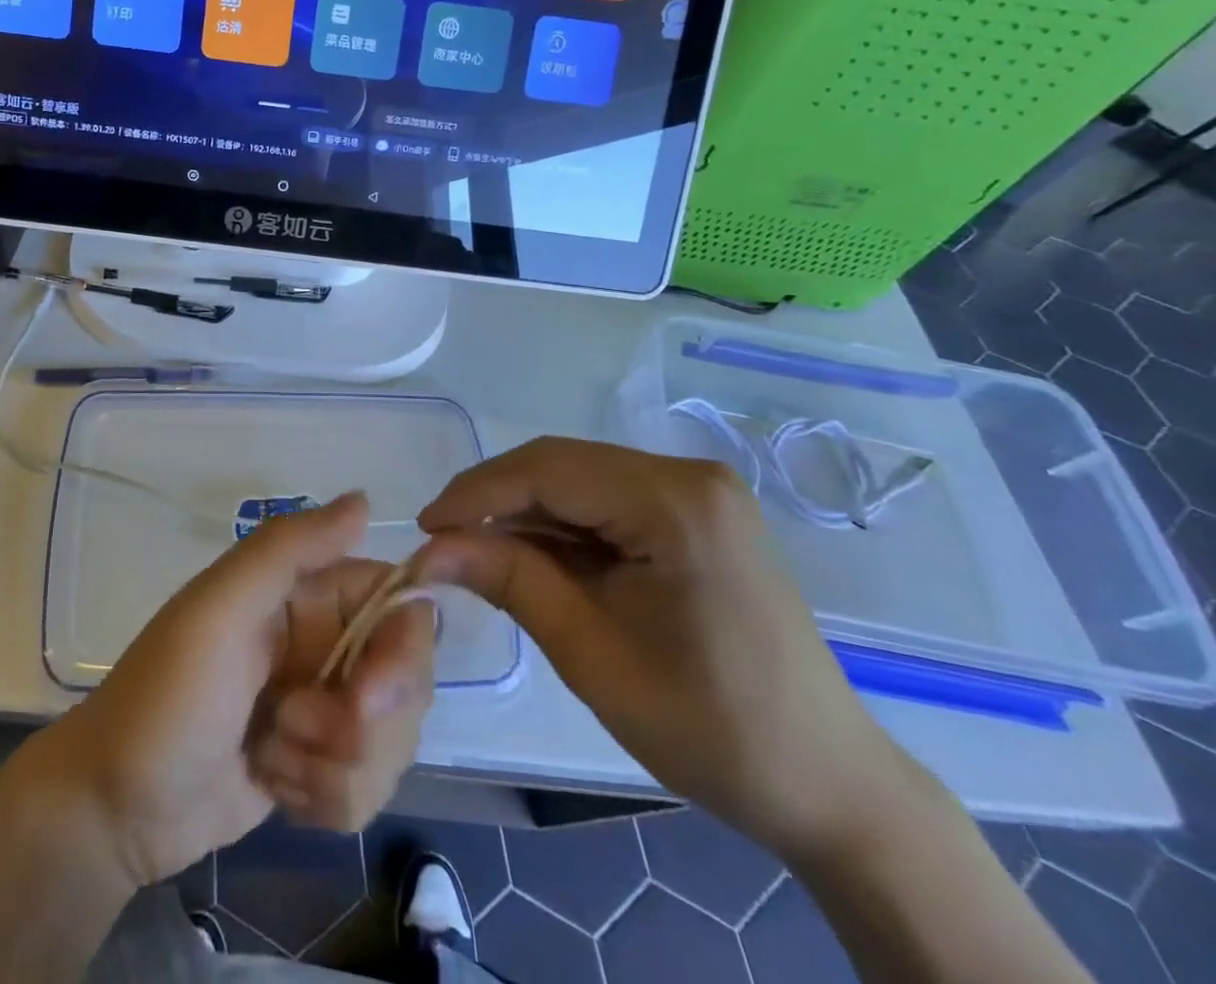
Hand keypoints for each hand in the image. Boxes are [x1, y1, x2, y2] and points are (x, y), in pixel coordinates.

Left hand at [42, 493, 434, 888]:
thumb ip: (290, 547)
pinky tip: (273, 786)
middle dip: (363, 726)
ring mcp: (323, 709)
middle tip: (294, 729)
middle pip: (406, 682)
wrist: (114, 806)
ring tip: (269, 756)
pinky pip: (366, 789)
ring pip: (390, 743)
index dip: (402, 654)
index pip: (399, 607)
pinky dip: (321, 798)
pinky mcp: (319, 767)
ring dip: (333, 767)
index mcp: (307, 594)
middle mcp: (324, 643)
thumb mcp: (220, 607)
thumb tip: (364, 500)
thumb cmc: (167, 693)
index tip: (368, 697)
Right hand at [415, 438, 905, 859]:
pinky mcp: (698, 513)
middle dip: (496, 501)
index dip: (475, 493)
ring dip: (526, 513)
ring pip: (580, 479)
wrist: (827, 785)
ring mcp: (700, 492)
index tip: (424, 530)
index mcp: (675, 502)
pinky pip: (607, 500)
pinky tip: (536, 557)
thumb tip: (428, 548)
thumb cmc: (710, 728)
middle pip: (562, 465)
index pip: (547, 470)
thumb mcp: (590, 652)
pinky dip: (563, 525)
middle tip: (445, 544)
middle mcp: (691, 476)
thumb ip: (508, 580)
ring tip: (480, 555)